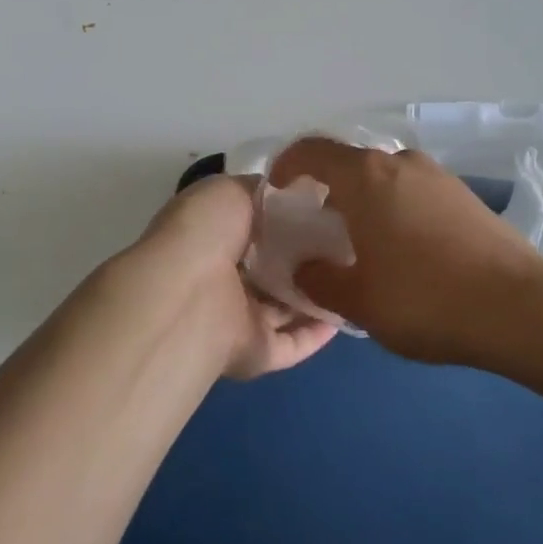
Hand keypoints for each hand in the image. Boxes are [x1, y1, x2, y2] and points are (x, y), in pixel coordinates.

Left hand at [128, 173, 337, 379]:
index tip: (321, 210)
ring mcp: (237, 318)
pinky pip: (292, 343)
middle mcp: (222, 278)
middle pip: (269, 268)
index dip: (284, 219)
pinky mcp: (256, 352)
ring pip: (282, 307)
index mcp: (211, 237)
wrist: (189, 295)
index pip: (252, 228)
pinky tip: (345, 314)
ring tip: (353, 275)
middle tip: (343, 242)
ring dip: (313, 294)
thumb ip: (264, 192)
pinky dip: (317, 333)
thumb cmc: (205, 232)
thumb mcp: (231, 191)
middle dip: (302, 256)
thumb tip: (298, 191)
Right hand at [268, 139, 542, 365]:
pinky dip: (396, 211)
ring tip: (362, 247)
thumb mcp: (358, 300)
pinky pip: (414, 193)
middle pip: (349, 166)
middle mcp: (400, 162)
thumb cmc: (424, 298)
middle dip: (327, 193)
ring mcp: (438, 175)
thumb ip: (319, 281)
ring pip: (384, 180)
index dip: (286, 166)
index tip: (277, 192)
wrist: (519, 307)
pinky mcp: (465, 195)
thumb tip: (305, 268)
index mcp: (365, 176)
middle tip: (318, 233)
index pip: (311, 151)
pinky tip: (404, 254)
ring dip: (364, 204)